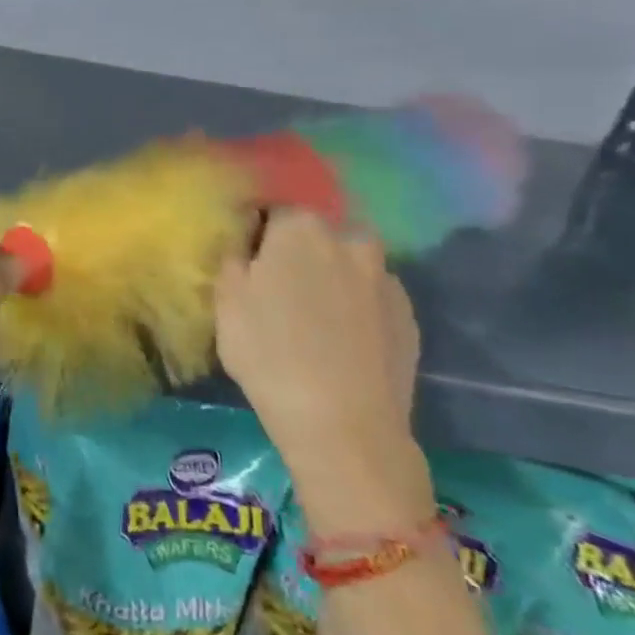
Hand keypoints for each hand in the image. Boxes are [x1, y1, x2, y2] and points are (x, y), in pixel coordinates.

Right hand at [214, 211, 428, 534]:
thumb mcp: (225, 303)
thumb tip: (244, 244)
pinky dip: (356, 306)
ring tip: (313, 316)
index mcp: (301, 229)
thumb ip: (233, 259)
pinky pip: (371, 296)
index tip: (246, 260)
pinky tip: (340, 339)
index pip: (274, 209)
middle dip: (298, 250)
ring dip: (331, 276)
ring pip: (349, 263)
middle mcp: (350, 240)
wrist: (344, 424)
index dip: (257, 232)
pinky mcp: (409, 315)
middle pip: (317, 233)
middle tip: (279, 288)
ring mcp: (385, 278)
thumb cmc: (269, 355)